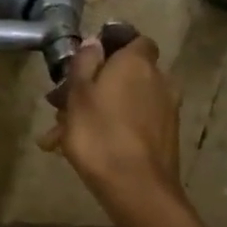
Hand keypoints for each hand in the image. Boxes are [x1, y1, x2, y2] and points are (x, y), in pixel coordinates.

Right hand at [40, 33, 182, 211]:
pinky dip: (111, 129)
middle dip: (93, 85)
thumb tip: (94, 42)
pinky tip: (85, 149)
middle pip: (124, 74)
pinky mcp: (164, 136)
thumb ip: (85, 63)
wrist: (136, 187)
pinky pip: (132, 123)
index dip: (111, 46)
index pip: (133, 40)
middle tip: (61, 106)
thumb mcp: (78, 94)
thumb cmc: (99, 134)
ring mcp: (165, 110)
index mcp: (137, 63)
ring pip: (124, 101)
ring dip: (97, 111)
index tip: (85, 62)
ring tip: (62, 136)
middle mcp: (158, 80)